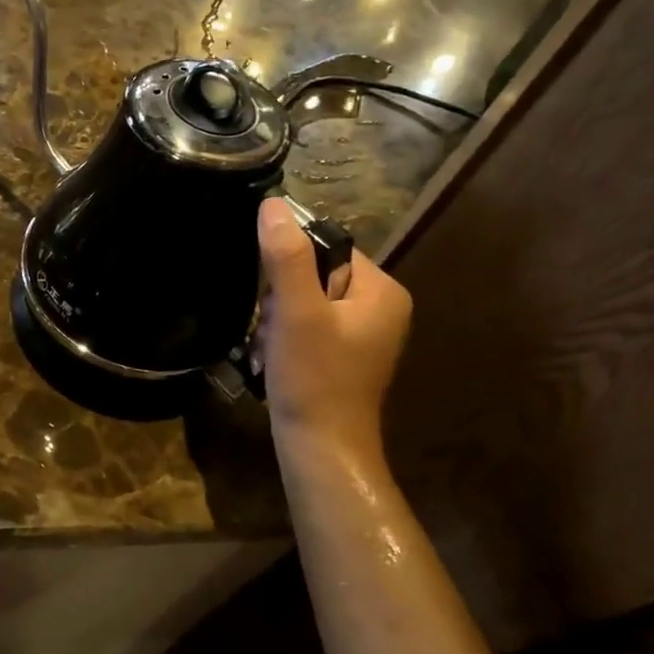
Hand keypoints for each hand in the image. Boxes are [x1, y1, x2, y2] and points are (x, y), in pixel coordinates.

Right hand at [256, 198, 411, 471]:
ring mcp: (362, 335)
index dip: (289, 267)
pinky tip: (274, 361)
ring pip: (302, 303)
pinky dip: (283, 340)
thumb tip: (272, 204)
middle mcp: (380, 308)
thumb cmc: (314, 378)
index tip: (273, 298)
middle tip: (273, 331)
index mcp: (382, 290)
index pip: (326, 248)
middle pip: (312, 276)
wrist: (321, 449)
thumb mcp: (297, 311)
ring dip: (276, 322)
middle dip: (280, 301)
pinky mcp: (343, 356)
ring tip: (272, 350)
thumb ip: (286, 256)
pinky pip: (305, 327)